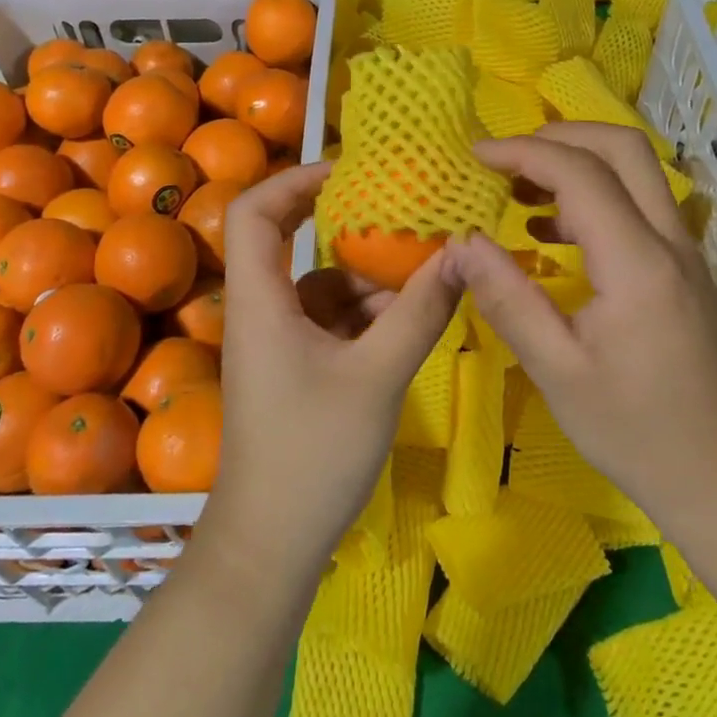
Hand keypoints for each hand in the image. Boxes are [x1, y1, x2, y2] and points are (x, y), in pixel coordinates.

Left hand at [201, 162, 460, 585]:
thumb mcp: (377, 376)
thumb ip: (420, 312)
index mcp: (260, 300)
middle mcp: (261, 310)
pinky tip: (409, 321)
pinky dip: (366, 313)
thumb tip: (463, 252)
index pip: (253, 211)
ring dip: (367, 277)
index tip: (349, 172)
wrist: (271, 544)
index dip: (294, 179)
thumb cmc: (312, 453)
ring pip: (319, 284)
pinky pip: (330, 319)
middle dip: (343, 223)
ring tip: (423, 272)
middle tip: (398, 209)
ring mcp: (277, 340)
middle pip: (287, 241)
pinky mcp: (295, 366)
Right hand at [445, 123, 716, 526]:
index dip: (524, 152)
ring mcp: (683, 251)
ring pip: (635, 171)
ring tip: (516, 188)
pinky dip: (592, 195)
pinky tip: (548, 230)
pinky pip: (638, 204)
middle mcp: (669, 241)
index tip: (475, 155)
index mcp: (638, 263)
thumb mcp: (557, 371)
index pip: (581, 173)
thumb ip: (508, 299)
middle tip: (504, 158)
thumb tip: (461, 242)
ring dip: (577, 162)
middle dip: (559, 136)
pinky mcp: (682, 267)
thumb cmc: (636, 430)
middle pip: (623, 148)